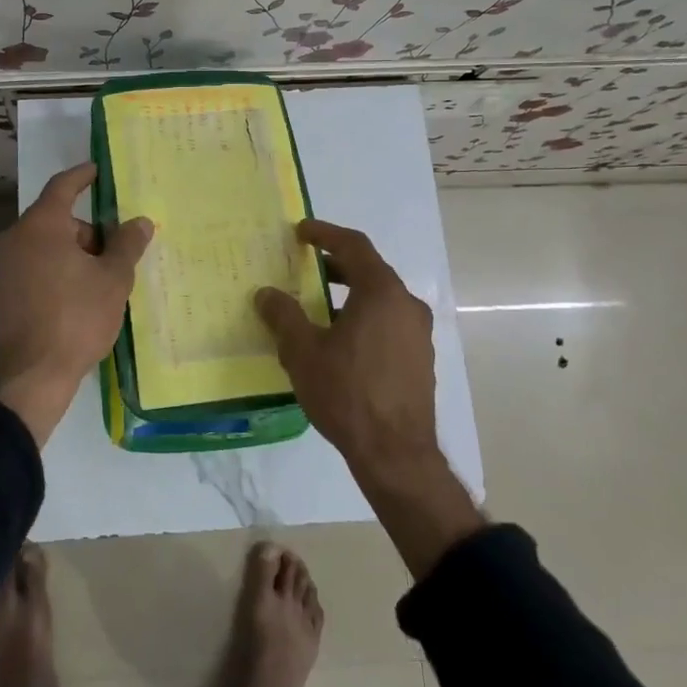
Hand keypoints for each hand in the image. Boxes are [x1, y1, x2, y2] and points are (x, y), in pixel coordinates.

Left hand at [0, 162, 152, 444]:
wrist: (33, 375)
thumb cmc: (77, 317)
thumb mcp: (113, 279)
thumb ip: (127, 244)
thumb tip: (140, 221)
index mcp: (40, 225)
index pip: (63, 186)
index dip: (83, 176)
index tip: (98, 170)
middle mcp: (17, 238)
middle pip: (58, 219)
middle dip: (90, 230)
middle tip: (119, 249)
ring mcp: (7, 266)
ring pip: (49, 244)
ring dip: (77, 252)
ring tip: (107, 278)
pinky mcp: (6, 291)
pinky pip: (39, 265)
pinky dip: (62, 268)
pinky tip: (84, 292)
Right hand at [256, 219, 483, 577]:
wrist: (396, 454)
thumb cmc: (347, 394)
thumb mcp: (303, 352)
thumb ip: (283, 316)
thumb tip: (266, 293)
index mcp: (382, 293)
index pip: (354, 246)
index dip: (325, 234)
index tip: (301, 232)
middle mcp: (406, 305)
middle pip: (370, 270)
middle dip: (336, 264)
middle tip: (306, 267)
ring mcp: (418, 333)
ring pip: (380, 298)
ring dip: (350, 292)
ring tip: (317, 304)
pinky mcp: (420, 358)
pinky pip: (388, 321)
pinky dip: (364, 315)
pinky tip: (340, 339)